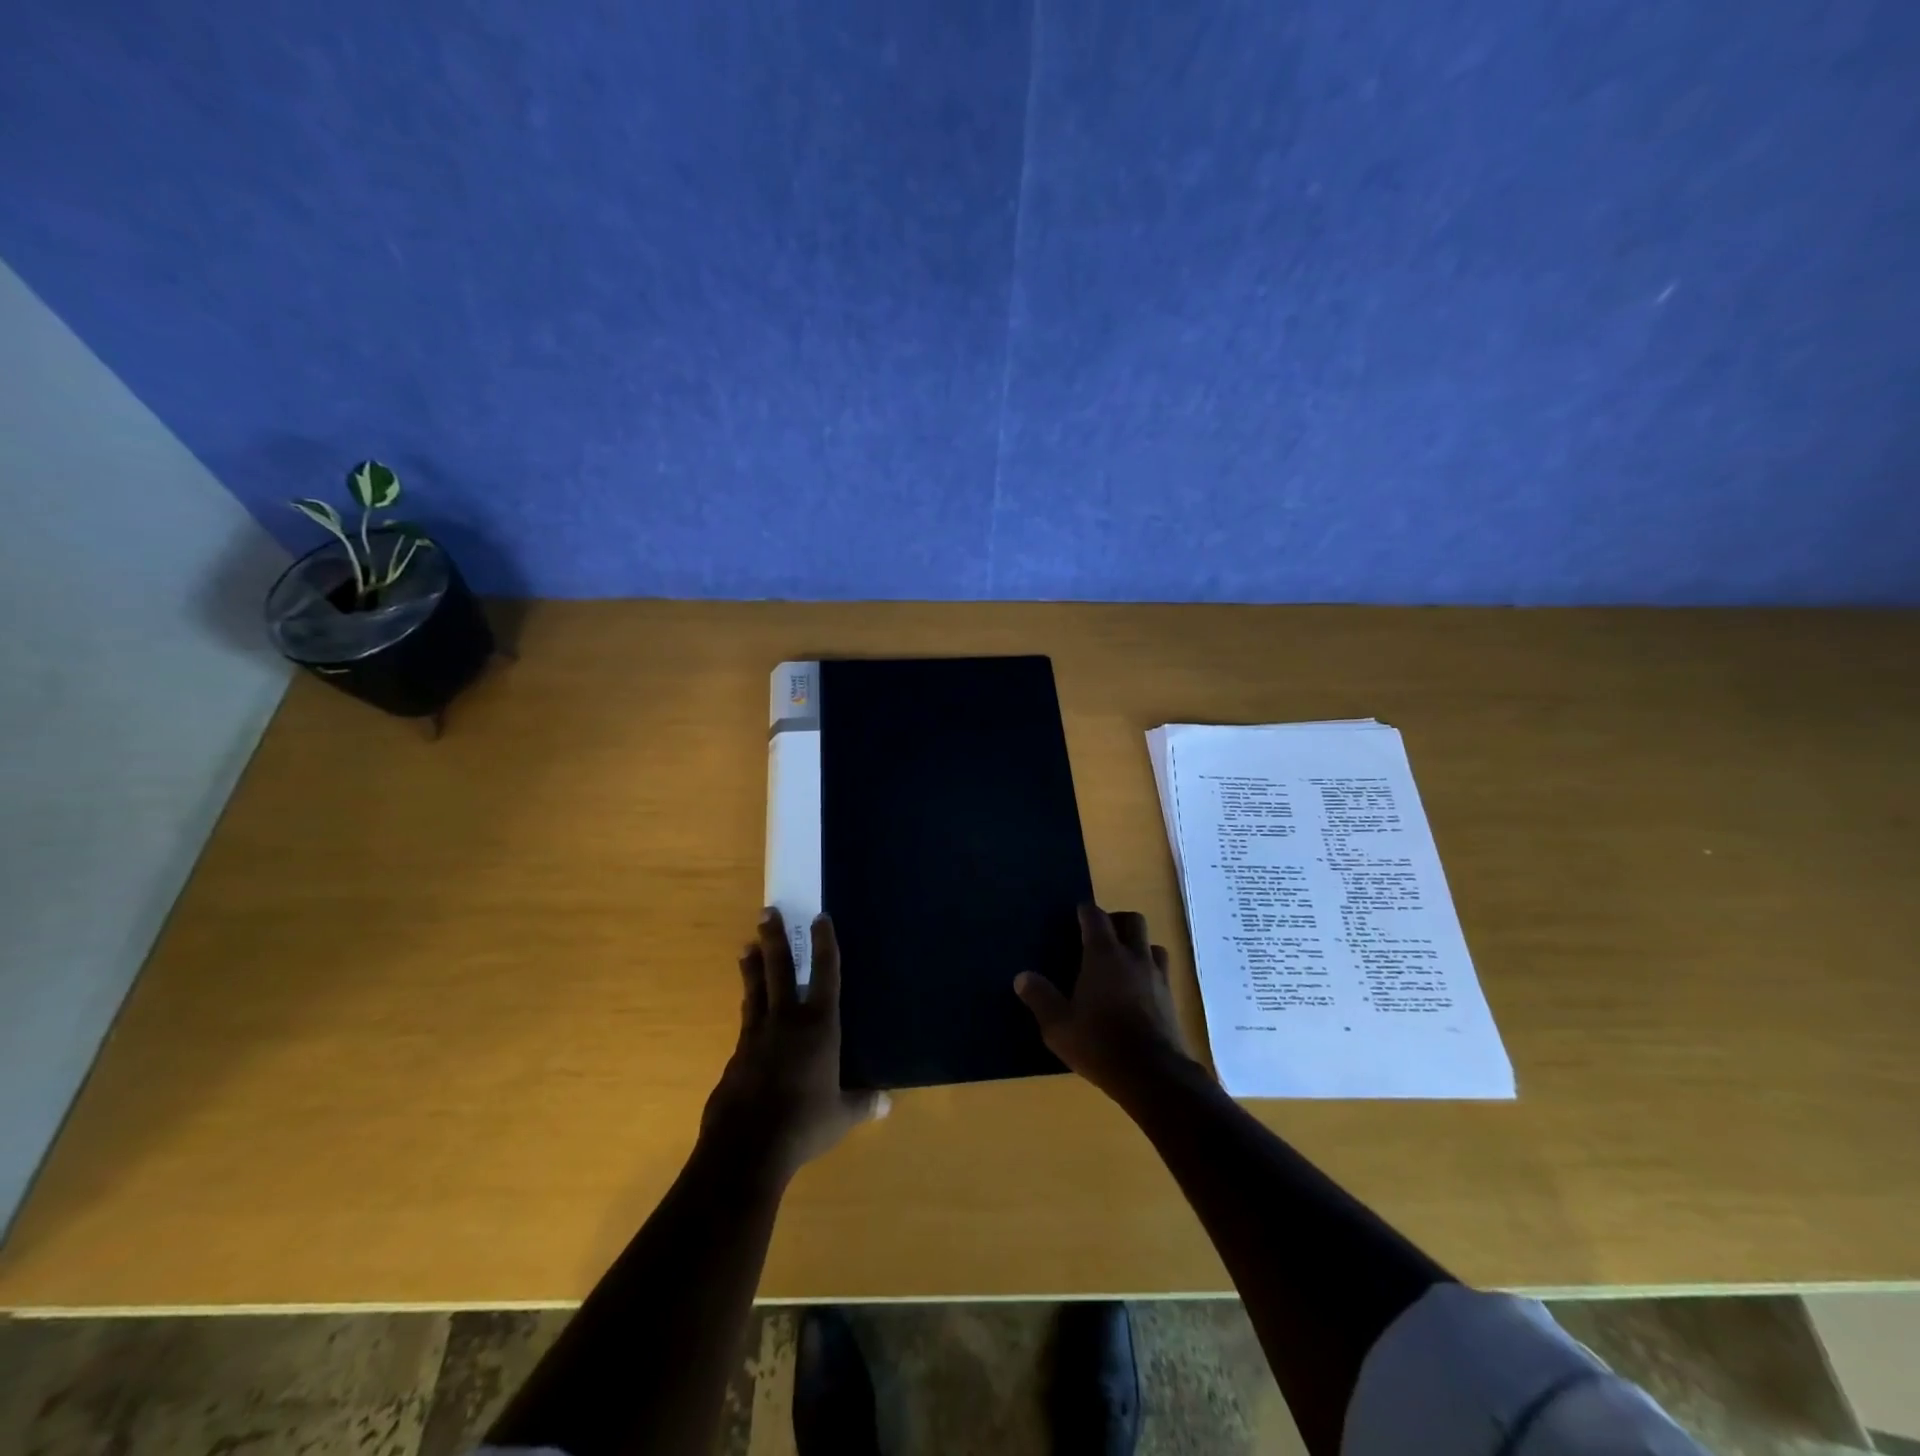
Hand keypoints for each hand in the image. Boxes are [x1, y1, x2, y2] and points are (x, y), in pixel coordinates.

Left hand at [701, 909, 887, 1183]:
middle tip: (767, 911)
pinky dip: (749, 1008)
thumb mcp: (842, 1115)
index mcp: (819, 1026)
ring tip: (746, 946)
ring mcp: (756, 1036)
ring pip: (755, 990)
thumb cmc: (804, 1124)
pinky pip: (746, 1022)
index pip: (825, 974)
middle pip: (779, 969)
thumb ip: (863, 1103)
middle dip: (775, 938)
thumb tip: (887, 1102)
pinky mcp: (736, 1056)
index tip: (820, 917)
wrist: (746, 1147)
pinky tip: (748, 1012)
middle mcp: (787, 1020)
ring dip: (752, 966)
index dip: (824, 944)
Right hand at [1014, 904, 1196, 1100]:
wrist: (1152, 1074)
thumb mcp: (1058, 1025)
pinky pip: (1162, 972)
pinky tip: (1139, 991)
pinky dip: (1150, 972)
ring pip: (1152, 945)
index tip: (1077, 915)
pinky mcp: (1172, 999)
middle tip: (1100, 937)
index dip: (1086, 911)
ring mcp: (1157, 976)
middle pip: (1132, 920)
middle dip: (1117, 921)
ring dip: (1139, 946)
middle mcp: (1134, 956)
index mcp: (1104, 955)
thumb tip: (1022, 977)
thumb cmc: (1099, 1044)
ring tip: (1123, 963)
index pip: (1096, 917)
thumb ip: (1040, 998)